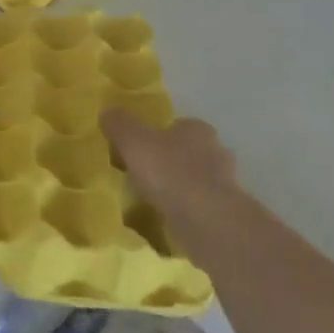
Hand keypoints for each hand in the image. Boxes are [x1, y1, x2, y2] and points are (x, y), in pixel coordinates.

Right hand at [101, 110, 247, 253]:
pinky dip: (186, 209)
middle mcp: (216, 151)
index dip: (157, 135)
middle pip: (188, 152)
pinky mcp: (226, 212)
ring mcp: (225, 184)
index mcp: (197, 129)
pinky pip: (200, 205)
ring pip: (196, 179)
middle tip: (143, 173)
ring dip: (179, 187)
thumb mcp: (133, 141)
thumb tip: (107, 111)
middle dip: (169, 161)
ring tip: (152, 199)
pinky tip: (168, 217)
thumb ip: (119, 124)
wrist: (207, 221)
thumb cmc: (169, 172)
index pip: (177, 125)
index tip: (139, 148)